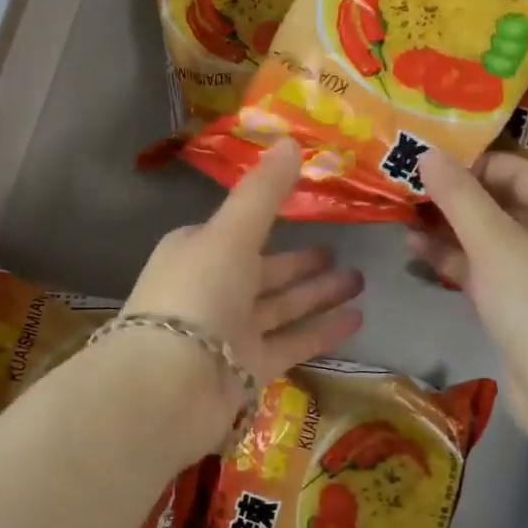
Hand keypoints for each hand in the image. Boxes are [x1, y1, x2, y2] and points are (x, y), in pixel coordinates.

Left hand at [124, 140, 363, 449]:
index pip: (239, 230)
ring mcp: (229, 331)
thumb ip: (264, 192)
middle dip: (302, 262)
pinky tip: (357, 319)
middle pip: (265, 270)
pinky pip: (290, 342)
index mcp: (197, 250)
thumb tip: (290, 139)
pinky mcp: (247, 369)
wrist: (167, 388)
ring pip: (281, 307)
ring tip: (361, 280)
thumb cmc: (197, 294)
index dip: (271, 218)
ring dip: (318, 294)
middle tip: (343, 251)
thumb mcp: (232, 232)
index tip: (307, 208)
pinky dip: (321, 331)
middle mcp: (213, 289)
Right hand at [411, 149, 527, 433]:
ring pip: (491, 239)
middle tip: (404, 189)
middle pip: (502, 203)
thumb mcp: (496, 245)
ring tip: (401, 219)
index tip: (422, 164)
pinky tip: (417, 251)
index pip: (515, 169)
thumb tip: (429, 153)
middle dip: (453, 198)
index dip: (469, 164)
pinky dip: (457, 261)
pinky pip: (490, 270)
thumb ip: (460, 198)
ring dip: (449, 230)